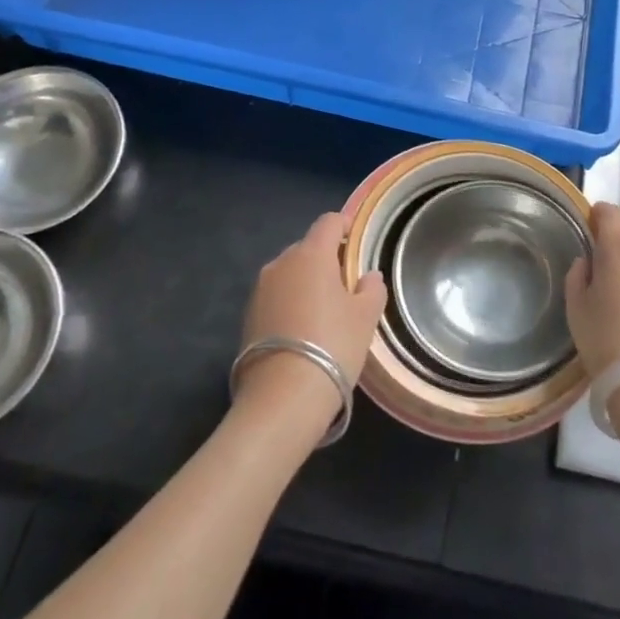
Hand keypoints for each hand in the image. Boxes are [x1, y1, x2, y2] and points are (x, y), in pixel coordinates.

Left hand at [237, 212, 387, 406]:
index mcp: (311, 254)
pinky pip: (276, 297)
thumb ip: (371, 289)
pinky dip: (290, 303)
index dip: (345, 226)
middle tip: (345, 285)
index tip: (356, 240)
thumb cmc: (333, 345)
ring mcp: (260, 289)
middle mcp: (281, 263)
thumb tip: (368, 276)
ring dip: (306, 283)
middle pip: (307, 248)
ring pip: (289, 273)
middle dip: (326, 259)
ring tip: (324, 311)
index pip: (329, 222)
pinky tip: (302, 331)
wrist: (282, 396)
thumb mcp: (365, 317)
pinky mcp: (248, 316)